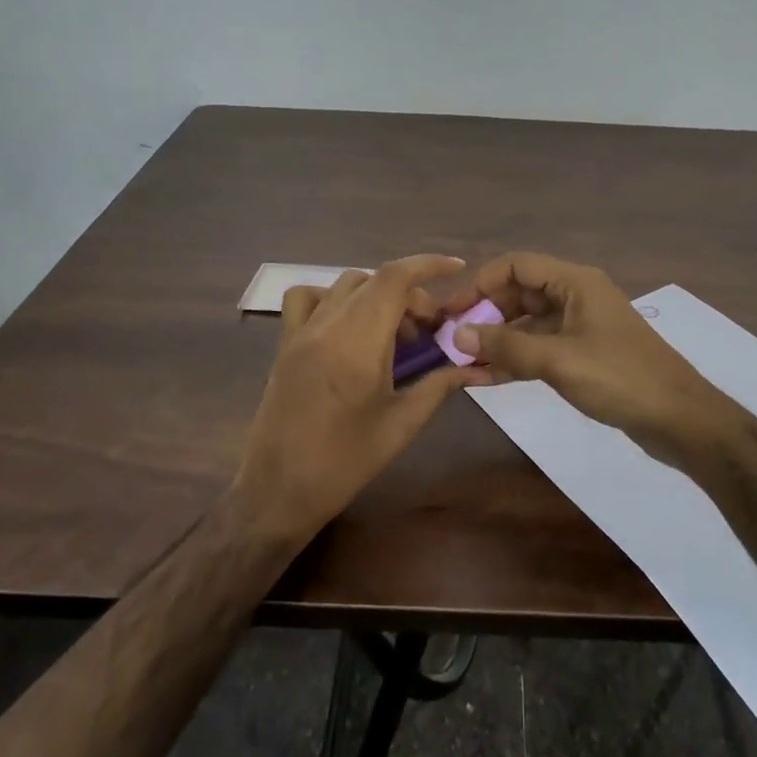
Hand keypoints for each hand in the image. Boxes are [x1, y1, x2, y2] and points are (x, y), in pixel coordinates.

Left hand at [232, 255, 488, 542]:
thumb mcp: (402, 425)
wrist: (279, 491)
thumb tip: (477, 365)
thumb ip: (440, 385)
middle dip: (411, 295)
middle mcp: (327, 327)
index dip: (428, 265)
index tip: (456, 269)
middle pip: (376, 280)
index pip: (394, 278)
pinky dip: (335, 298)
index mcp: (358, 344)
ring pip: (346, 285)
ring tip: (393, 333)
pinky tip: (348, 328)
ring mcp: (300, 332)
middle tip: (429, 331)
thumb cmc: (345, 463)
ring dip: (378, 295)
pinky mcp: (285, 344)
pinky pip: (308, 298)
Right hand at [443, 253, 738, 468]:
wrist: (680, 419)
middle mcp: (577, 296)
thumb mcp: (558, 361)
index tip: (451, 311)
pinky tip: (489, 378)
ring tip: (463, 364)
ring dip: (498, 340)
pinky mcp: (585, 354)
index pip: (517, 266)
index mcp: (575, 282)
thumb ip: (506, 346)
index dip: (481, 283)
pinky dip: (517, 358)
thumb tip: (457, 335)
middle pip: (521, 293)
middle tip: (452, 341)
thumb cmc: (620, 379)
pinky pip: (541, 347)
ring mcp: (582, 326)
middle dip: (486, 314)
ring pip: (529, 323)